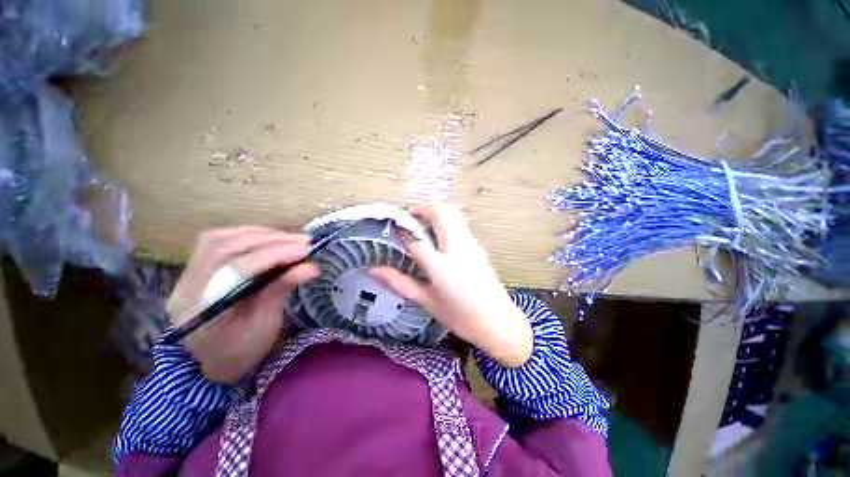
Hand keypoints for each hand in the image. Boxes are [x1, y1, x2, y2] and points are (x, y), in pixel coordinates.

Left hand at [166, 226, 318, 383]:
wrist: (217, 362)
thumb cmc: (243, 349)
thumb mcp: (265, 323)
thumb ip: (282, 290)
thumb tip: (311, 267)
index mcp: (201, 310)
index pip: (236, 269)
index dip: (274, 255)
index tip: (305, 250)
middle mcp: (186, 287)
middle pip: (225, 248)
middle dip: (270, 240)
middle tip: (302, 241)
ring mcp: (186, 276)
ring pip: (219, 239)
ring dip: (259, 234)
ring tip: (289, 238)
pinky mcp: (195, 269)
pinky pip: (217, 241)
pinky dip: (247, 235)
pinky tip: (268, 238)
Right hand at [370, 204, 532, 366]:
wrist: (499, 323)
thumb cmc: (461, 317)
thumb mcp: (427, 301)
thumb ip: (400, 282)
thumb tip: (374, 270)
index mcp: (441, 266)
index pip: (416, 240)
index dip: (402, 231)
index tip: (392, 228)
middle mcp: (458, 248)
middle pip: (441, 213)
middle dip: (423, 208)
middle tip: (410, 216)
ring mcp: (472, 245)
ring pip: (454, 214)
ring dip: (437, 211)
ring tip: (423, 222)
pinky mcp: (479, 247)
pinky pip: (461, 224)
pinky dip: (448, 220)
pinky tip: (440, 236)